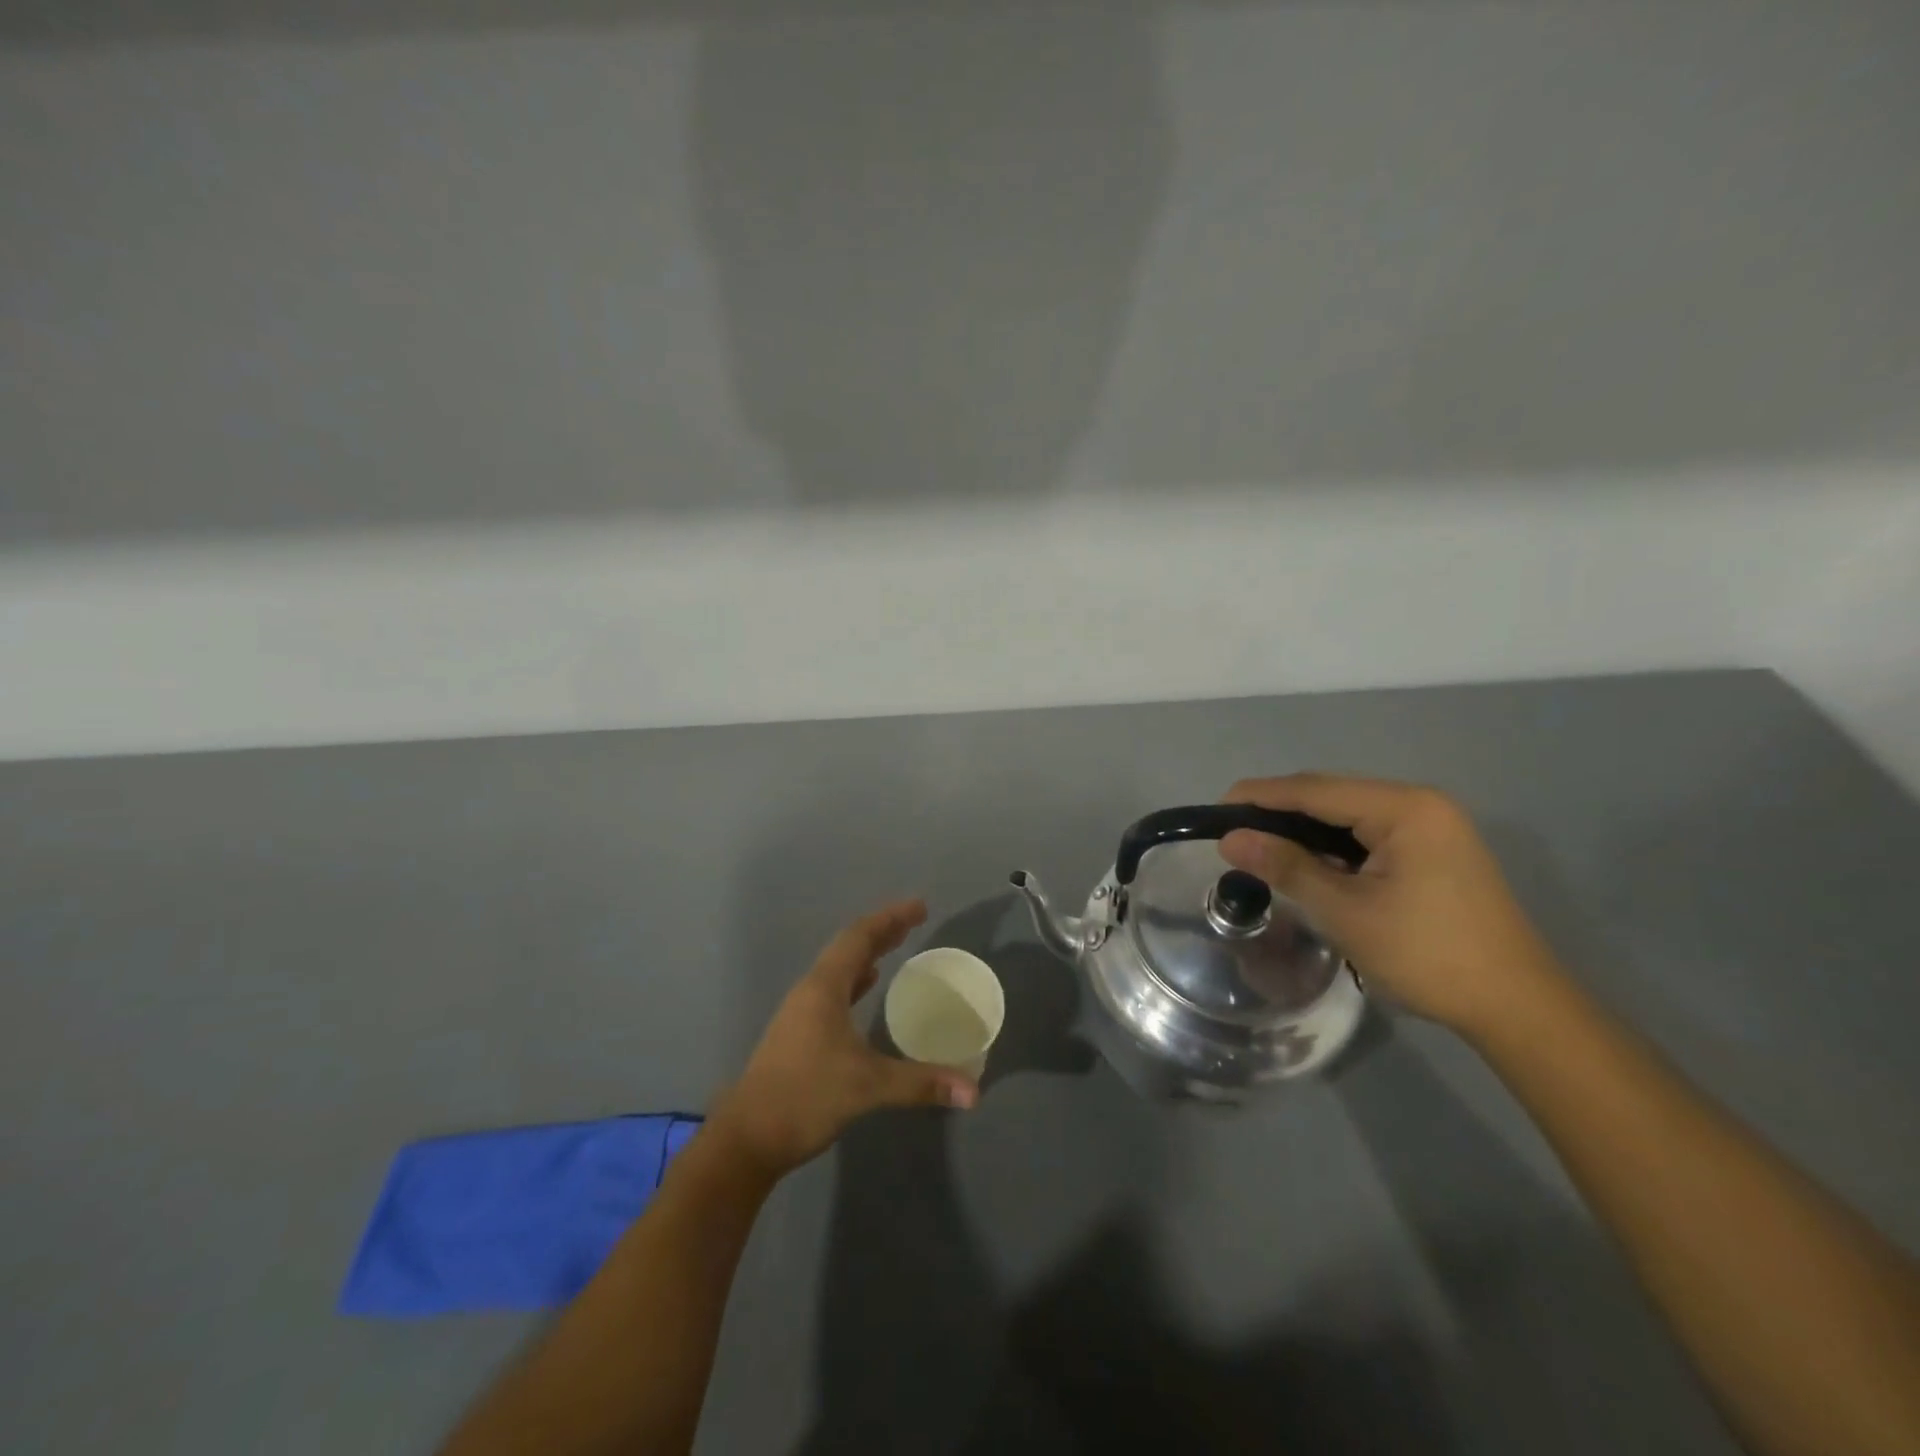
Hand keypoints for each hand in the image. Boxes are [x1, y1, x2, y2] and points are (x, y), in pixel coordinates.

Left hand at [708, 899, 977, 1181]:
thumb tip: (973, 1090)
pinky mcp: (799, 1033)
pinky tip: (868, 986)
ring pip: (840, 968)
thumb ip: (920, 1083)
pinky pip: (834, 990)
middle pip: (849, 947)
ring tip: (897, 945)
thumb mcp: (867, 1087)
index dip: (891, 918)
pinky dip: (855, 979)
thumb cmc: (805, 1098)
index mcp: (824, 988)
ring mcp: (801, 1012)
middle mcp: (810, 991)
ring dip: (868, 953)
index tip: (921, 907)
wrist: (746, 1139)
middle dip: (883, 930)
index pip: (860, 937)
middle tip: (916, 920)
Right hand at [1218, 775, 1561, 1034]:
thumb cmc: (1427, 955)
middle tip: (1231, 833)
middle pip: (1331, 796)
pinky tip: (1307, 862)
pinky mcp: (1435, 850)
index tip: (1214, 811)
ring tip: (1259, 847)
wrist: (1516, 1007)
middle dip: (1279, 811)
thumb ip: (1286, 867)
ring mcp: (1432, 826)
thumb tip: (1229, 840)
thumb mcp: (1346, 911)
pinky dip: (1332, 845)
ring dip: (1304, 829)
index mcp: (1404, 808)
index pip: (1314, 790)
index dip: (1259, 797)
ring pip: (1348, 815)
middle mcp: (1420, 804)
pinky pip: (1369, 833)